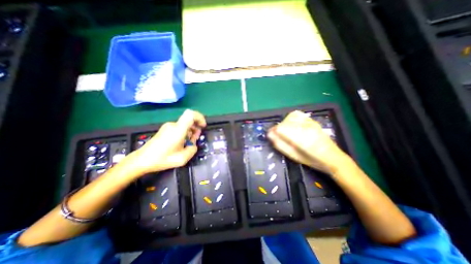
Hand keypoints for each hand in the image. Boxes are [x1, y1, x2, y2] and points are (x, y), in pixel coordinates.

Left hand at [130, 108, 207, 175]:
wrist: (142, 160)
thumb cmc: (162, 159)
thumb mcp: (182, 158)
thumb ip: (193, 149)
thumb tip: (193, 143)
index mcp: (178, 130)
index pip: (191, 114)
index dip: (200, 117)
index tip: (203, 126)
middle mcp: (173, 125)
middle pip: (189, 119)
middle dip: (196, 128)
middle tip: (196, 138)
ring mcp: (168, 126)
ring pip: (185, 124)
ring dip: (191, 131)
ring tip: (189, 142)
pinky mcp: (166, 129)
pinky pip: (180, 127)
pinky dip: (185, 133)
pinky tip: (182, 142)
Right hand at [267, 110, 346, 173]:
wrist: (333, 157)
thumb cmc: (312, 160)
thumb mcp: (294, 156)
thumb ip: (281, 145)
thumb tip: (269, 135)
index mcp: (302, 140)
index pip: (281, 128)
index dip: (274, 131)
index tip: (270, 135)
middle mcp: (306, 128)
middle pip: (285, 122)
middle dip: (279, 128)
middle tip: (277, 134)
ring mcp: (310, 123)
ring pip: (291, 116)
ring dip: (285, 123)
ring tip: (285, 129)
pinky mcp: (312, 121)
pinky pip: (298, 114)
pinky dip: (291, 118)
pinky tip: (292, 124)